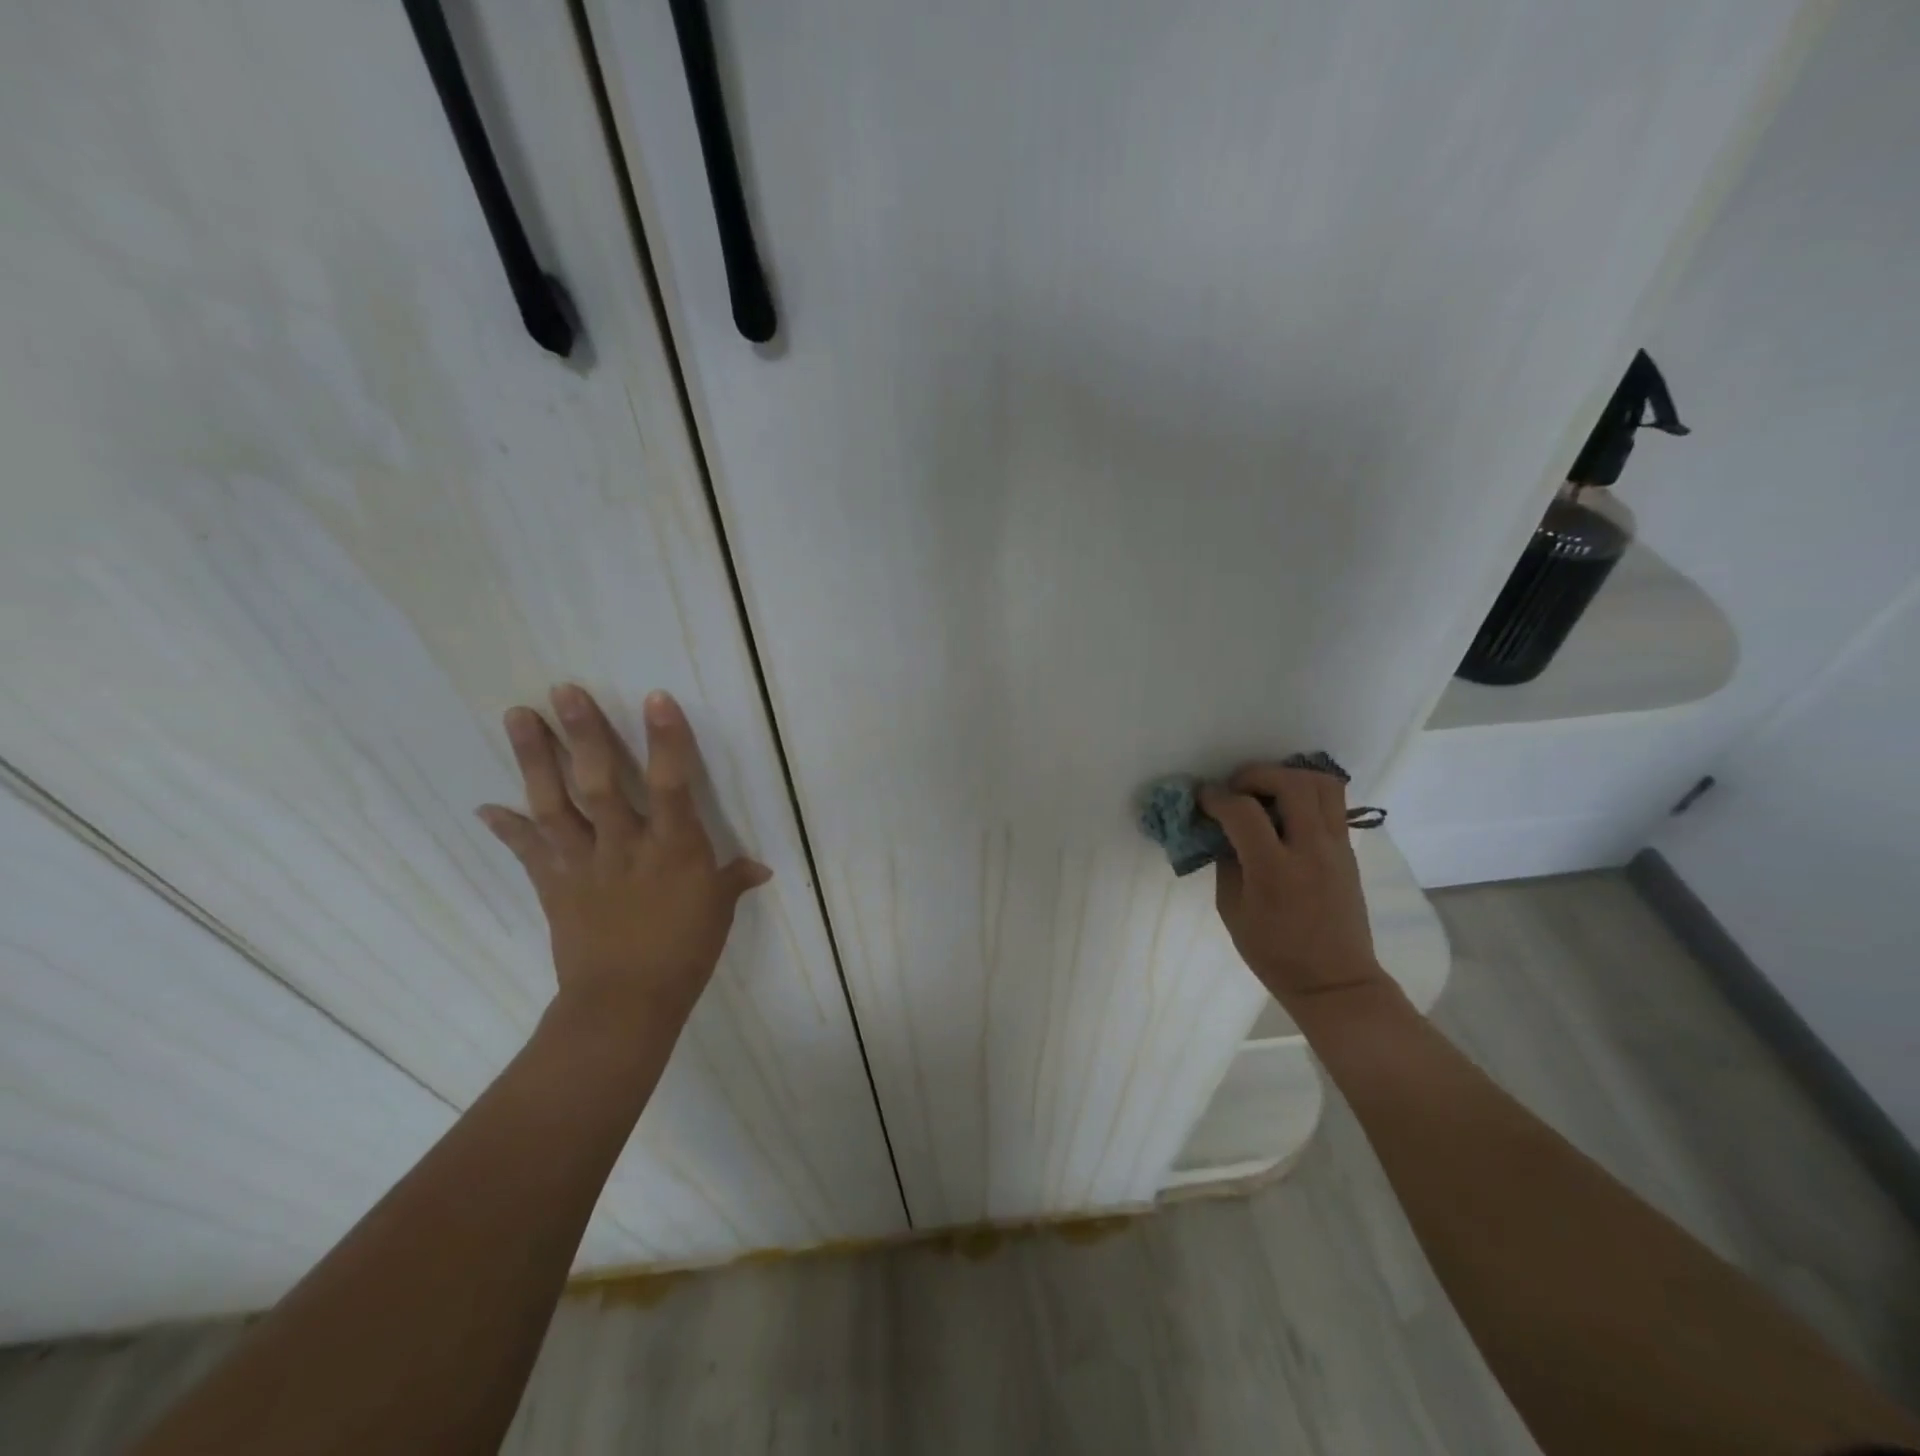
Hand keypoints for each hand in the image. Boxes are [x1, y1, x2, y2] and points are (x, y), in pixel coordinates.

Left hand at [478, 685, 769, 1028]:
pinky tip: (485, 806)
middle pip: (600, 783)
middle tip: (562, 691)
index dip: (666, 740)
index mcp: (674, 848)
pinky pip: (528, 850)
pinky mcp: (554, 885)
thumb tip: (760, 868)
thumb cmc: (684, 953)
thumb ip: (734, 880)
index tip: (655, 697)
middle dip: (582, 735)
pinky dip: (506, 827)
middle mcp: (625, 846)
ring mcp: (583, 863)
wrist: (625, 1004)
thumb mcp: (718, 912)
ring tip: (516, 716)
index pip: (673, 784)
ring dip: (534, 759)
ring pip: (555, 804)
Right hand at [1200, 766, 1386, 1009]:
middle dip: (1256, 775)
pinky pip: (1332, 804)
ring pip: (1322, 784)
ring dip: (1288, 777)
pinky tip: (1285, 813)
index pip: (1243, 812)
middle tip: (1236, 788)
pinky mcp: (1348, 851)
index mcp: (1274, 871)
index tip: (1203, 799)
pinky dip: (1306, 795)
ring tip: (1266, 793)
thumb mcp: (1232, 911)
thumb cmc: (1274, 954)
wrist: (1335, 982)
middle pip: (1291, 783)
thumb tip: (1223, 831)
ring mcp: (1336, 848)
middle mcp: (1310, 851)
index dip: (1216, 798)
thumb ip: (1227, 863)